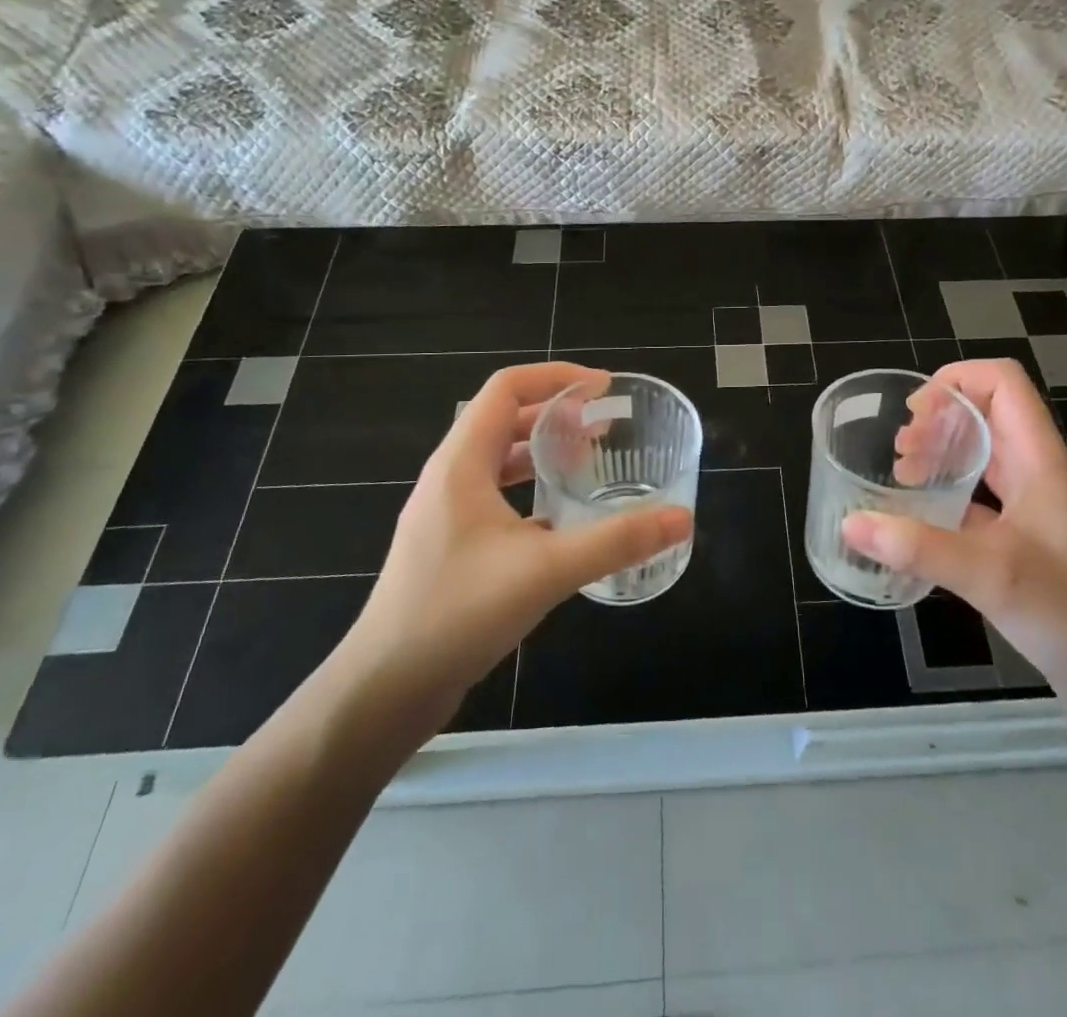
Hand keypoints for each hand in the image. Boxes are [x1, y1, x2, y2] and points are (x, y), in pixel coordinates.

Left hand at [339, 362, 691, 718]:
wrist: (384, 688)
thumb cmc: (458, 613)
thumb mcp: (546, 570)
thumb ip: (617, 541)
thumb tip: (682, 518)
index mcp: (462, 462)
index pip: (507, 388)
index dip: (557, 377)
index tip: (604, 388)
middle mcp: (450, 476)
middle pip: (504, 419)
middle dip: (556, 414)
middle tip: (605, 427)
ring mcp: (446, 512)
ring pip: (499, 459)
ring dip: (543, 451)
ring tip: (588, 462)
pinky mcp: (449, 544)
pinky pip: (495, 495)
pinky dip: (531, 490)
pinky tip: (561, 520)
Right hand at [842, 359, 1066, 733]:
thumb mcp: (991, 574)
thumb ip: (918, 547)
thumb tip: (850, 524)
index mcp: (1040, 459)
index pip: (1002, 383)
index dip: (956, 381)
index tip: (914, 414)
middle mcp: (1037, 474)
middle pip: (986, 415)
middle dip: (938, 420)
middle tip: (900, 453)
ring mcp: (1033, 509)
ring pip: (982, 458)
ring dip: (941, 456)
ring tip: (903, 479)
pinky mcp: (1026, 543)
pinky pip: (979, 501)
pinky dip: (946, 499)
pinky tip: (919, 526)